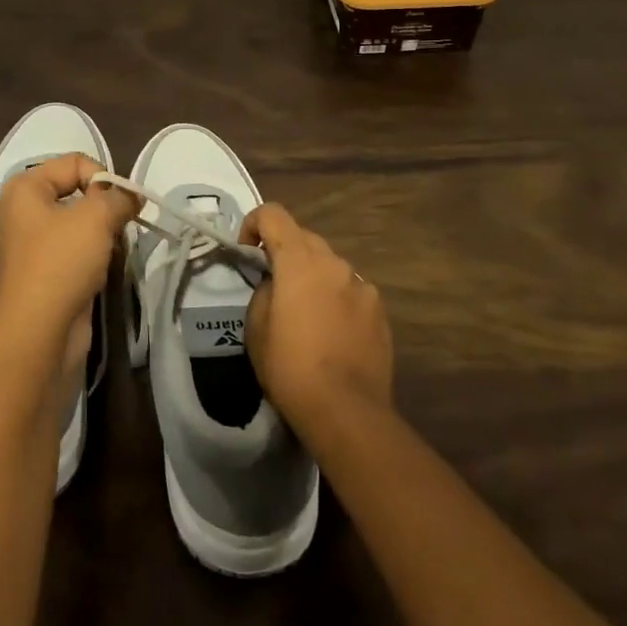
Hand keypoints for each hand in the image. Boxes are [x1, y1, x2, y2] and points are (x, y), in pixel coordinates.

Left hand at [0, 154, 137, 349]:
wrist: (39, 335)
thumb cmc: (62, 262)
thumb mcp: (97, 217)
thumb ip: (119, 197)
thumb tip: (132, 196)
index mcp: (24, 188)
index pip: (75, 162)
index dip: (103, 177)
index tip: (121, 204)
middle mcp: (23, 212)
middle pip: (76, 191)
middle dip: (105, 205)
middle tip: (121, 225)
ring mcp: (32, 246)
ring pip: (79, 223)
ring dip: (102, 232)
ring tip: (113, 248)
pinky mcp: (44, 274)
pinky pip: (76, 250)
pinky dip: (94, 254)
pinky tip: (105, 267)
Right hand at [241, 202, 393, 429]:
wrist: (347, 411)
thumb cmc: (290, 368)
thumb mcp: (256, 328)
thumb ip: (264, 291)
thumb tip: (275, 284)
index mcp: (300, 261)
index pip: (273, 215)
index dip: (254, 223)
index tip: (247, 250)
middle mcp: (334, 263)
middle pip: (304, 238)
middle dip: (285, 251)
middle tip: (273, 284)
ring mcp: (362, 286)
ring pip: (330, 266)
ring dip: (313, 276)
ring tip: (305, 312)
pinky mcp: (380, 311)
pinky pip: (351, 291)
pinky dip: (337, 299)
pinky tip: (332, 332)